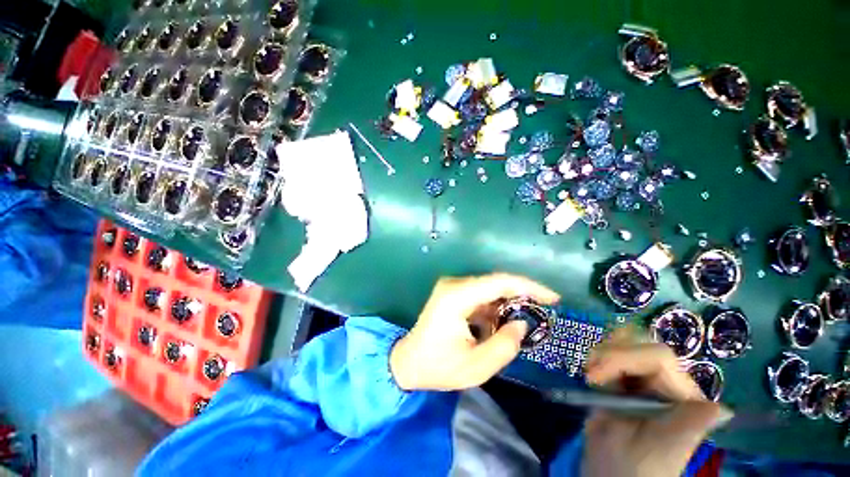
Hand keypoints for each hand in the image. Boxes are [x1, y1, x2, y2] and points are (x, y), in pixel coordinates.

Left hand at [389, 273, 558, 390]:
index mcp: (457, 297)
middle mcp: (454, 284)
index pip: (498, 282)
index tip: (553, 298)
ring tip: (524, 320)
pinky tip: (502, 322)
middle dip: (522, 294)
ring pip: (489, 288)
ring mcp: (452, 287)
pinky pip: (480, 294)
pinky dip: (495, 306)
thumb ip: (504, 345)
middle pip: (495, 282)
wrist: (408, 361)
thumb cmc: (438, 367)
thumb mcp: (476, 367)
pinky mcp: (452, 293)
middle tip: (544, 310)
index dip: (528, 287)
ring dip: (508, 302)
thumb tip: (521, 325)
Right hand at [582, 328, 733, 476]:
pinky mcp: (623, 381)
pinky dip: (597, 358)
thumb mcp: (663, 448)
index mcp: (682, 397)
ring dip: (602, 354)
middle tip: (590, 373)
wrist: (612, 474)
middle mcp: (665, 383)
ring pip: (623, 344)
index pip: (657, 356)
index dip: (622, 357)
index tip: (594, 377)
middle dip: (610, 352)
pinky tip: (591, 374)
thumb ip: (689, 425)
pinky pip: (611, 354)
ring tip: (590, 375)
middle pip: (639, 344)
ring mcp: (642, 380)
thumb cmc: (639, 467)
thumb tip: (721, 408)